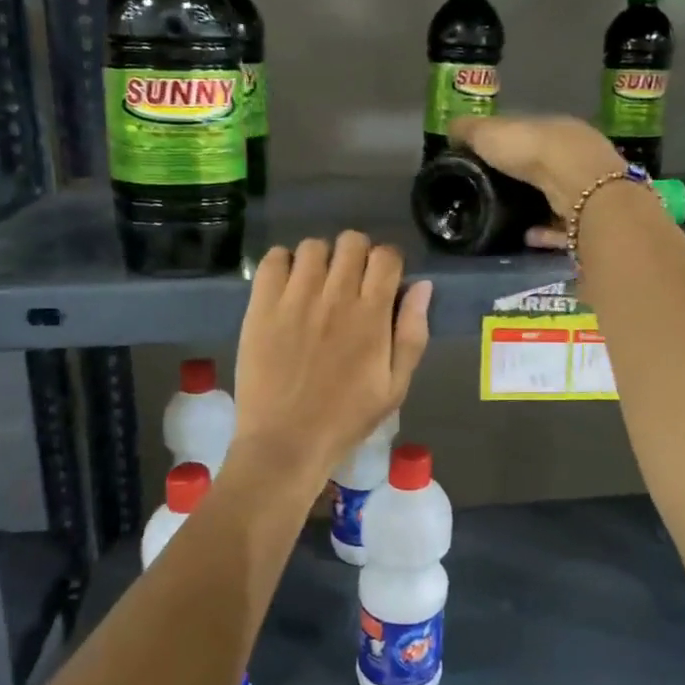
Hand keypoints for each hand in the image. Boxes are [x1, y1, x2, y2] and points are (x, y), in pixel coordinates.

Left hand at [233, 233, 431, 478]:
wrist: (286, 443)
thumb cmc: (346, 418)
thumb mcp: (395, 386)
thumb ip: (412, 333)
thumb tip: (422, 286)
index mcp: (371, 315)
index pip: (386, 256)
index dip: (389, 262)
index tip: (383, 280)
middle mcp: (335, 296)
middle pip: (352, 242)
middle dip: (358, 254)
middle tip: (351, 282)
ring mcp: (295, 299)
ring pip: (313, 246)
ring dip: (321, 259)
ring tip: (317, 285)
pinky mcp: (261, 306)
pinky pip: (273, 259)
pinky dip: (284, 264)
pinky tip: (288, 287)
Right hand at [448, 114, 626, 249]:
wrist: (579, 186)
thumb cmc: (533, 151)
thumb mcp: (490, 133)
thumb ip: (470, 131)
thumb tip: (452, 128)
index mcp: (556, 128)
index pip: (530, 134)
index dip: (508, 144)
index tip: (486, 160)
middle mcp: (577, 155)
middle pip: (547, 167)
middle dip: (524, 178)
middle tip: (493, 192)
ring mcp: (589, 187)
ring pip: (559, 196)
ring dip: (536, 207)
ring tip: (507, 219)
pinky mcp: (591, 218)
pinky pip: (564, 226)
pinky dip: (546, 231)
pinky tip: (526, 237)